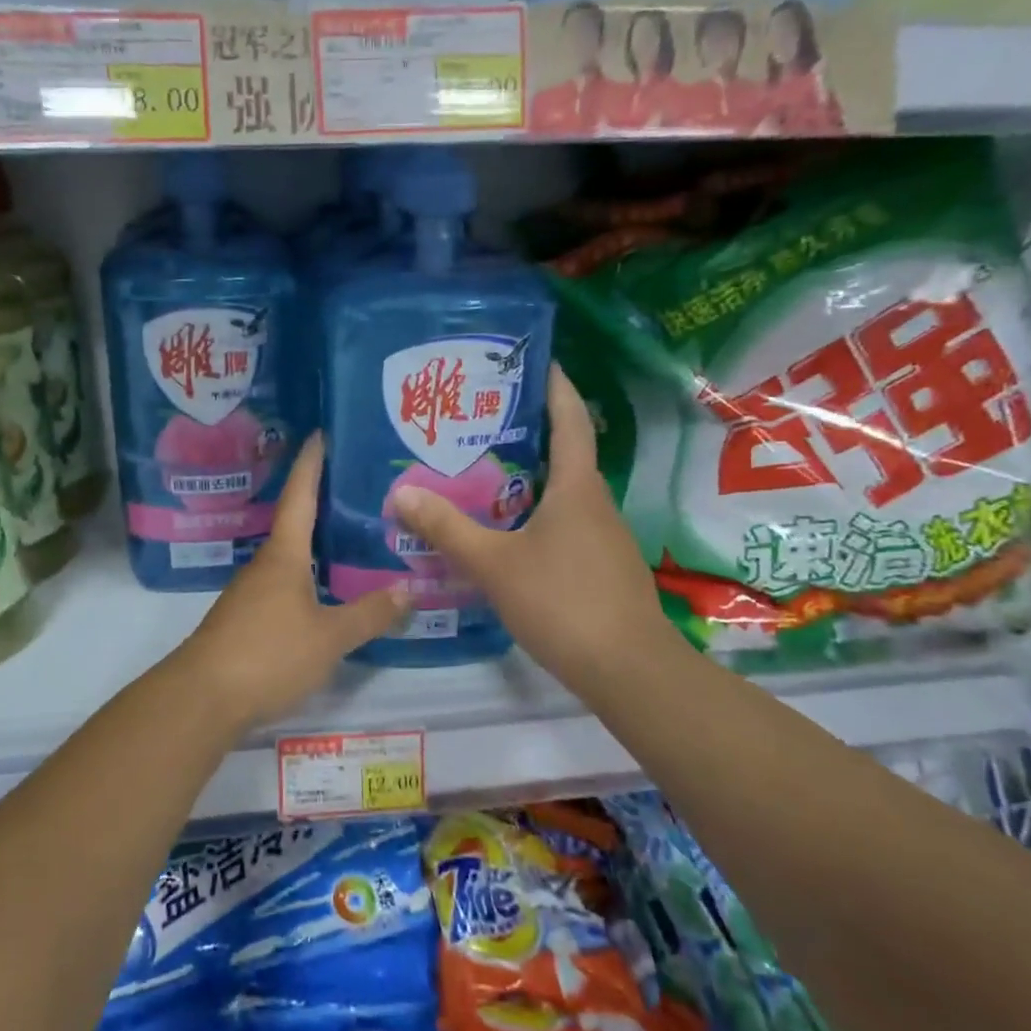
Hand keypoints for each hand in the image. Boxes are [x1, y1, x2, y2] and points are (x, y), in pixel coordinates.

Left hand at [175, 435, 409, 728]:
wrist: (202, 698)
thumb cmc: (268, 654)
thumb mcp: (329, 637)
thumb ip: (369, 614)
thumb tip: (408, 589)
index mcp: (284, 555)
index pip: (300, 496)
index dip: (310, 464)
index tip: (319, 434)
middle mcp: (265, 564)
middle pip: (294, 522)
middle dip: (321, 502)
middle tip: (357, 488)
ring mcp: (251, 592)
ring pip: (289, 556)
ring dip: (315, 542)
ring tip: (350, 537)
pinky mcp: (245, 619)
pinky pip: (283, 584)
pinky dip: (306, 575)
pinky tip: (324, 590)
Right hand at [390, 365, 677, 703]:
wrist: (628, 670)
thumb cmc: (563, 603)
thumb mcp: (495, 565)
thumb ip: (447, 530)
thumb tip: (402, 493)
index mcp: (576, 488)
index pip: (570, 420)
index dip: (555, 387)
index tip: (536, 360)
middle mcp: (595, 503)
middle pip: (563, 453)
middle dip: (527, 432)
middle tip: (481, 421)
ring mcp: (603, 537)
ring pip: (562, 493)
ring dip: (528, 478)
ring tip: (481, 473)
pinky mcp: (600, 567)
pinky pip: (564, 524)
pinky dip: (535, 514)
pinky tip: (505, 533)